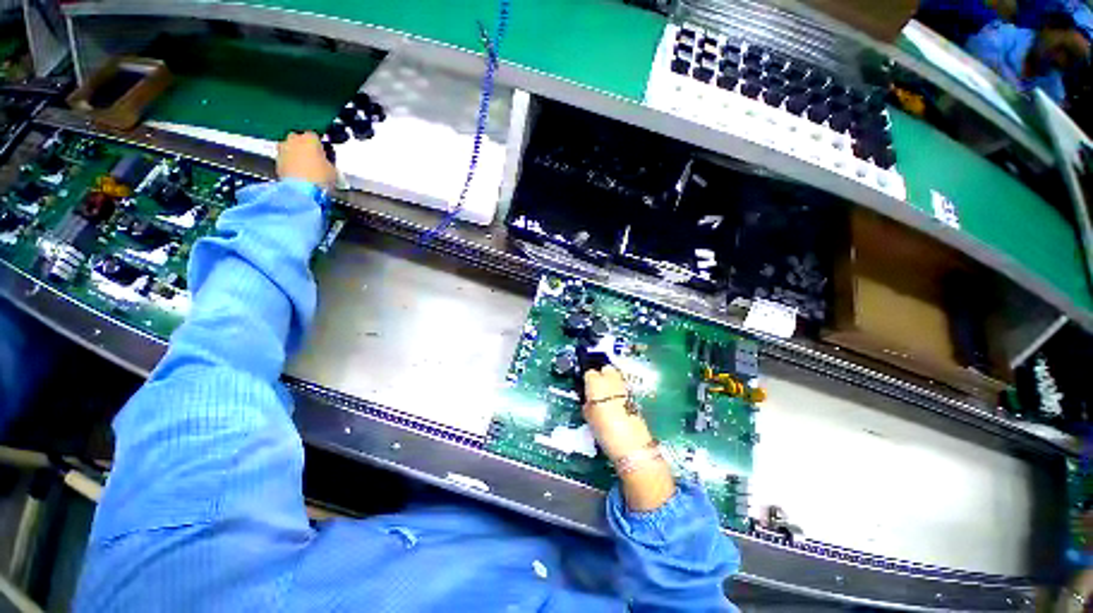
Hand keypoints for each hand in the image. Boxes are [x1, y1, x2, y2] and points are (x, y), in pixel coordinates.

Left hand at [277, 132, 335, 190]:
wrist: (302, 191)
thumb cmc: (320, 178)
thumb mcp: (333, 170)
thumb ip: (328, 162)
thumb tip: (326, 163)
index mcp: (310, 138)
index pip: (316, 136)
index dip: (320, 146)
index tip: (325, 154)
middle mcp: (293, 139)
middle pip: (299, 139)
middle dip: (305, 147)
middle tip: (314, 160)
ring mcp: (282, 150)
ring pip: (290, 149)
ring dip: (296, 155)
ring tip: (306, 168)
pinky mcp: (276, 162)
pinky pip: (285, 160)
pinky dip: (290, 165)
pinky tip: (299, 175)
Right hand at [582, 366, 654, 461]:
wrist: (632, 444)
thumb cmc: (604, 430)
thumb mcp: (588, 417)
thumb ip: (587, 403)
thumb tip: (588, 400)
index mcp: (596, 382)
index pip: (589, 373)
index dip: (587, 381)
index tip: (586, 390)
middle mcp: (611, 379)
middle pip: (606, 369)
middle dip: (601, 375)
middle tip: (596, 390)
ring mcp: (624, 387)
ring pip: (616, 377)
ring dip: (611, 383)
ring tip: (606, 397)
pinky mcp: (634, 396)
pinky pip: (623, 388)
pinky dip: (619, 392)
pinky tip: (616, 404)